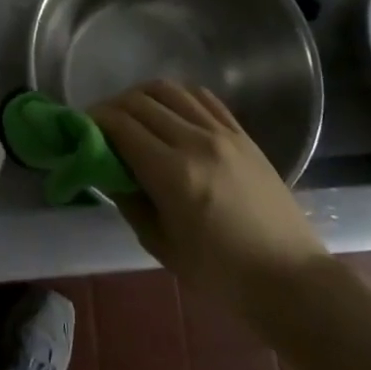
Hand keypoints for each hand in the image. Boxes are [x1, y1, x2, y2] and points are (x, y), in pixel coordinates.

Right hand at [94, 80, 324, 306]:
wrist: (290, 279)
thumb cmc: (221, 275)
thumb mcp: (161, 246)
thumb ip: (129, 200)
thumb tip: (107, 170)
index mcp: (173, 173)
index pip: (120, 125)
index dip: (94, 119)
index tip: (80, 127)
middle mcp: (195, 141)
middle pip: (140, 101)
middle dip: (112, 106)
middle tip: (100, 124)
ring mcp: (222, 133)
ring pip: (169, 90)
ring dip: (141, 96)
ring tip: (132, 115)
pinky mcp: (242, 133)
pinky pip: (202, 98)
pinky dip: (176, 97)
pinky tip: (168, 112)